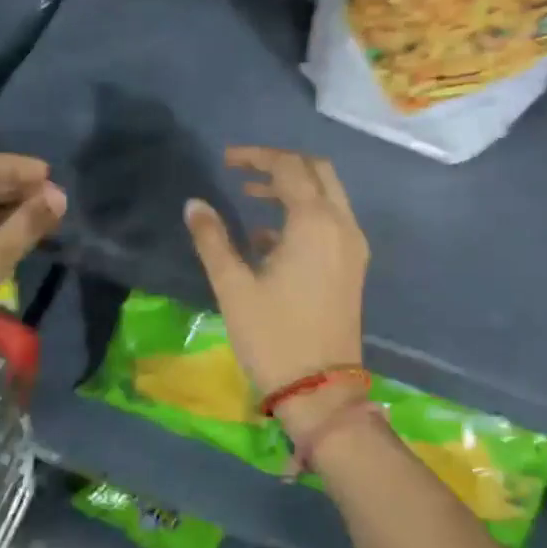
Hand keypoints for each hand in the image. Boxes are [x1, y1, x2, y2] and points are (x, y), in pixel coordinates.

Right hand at [182, 146, 367, 417]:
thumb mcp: (233, 286)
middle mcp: (342, 225)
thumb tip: (194, 204)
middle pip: (317, 171)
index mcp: (314, 223)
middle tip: (243, 170)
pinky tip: (268, 237)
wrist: (321, 390)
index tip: (225, 160)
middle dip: (281, 163)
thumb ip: (212, 239)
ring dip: (293, 188)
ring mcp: (352, 247)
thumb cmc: (273, 336)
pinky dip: (304, 214)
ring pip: (328, 196)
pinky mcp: (353, 267)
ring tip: (250, 197)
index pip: (288, 167)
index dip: (256, 157)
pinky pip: (331, 221)